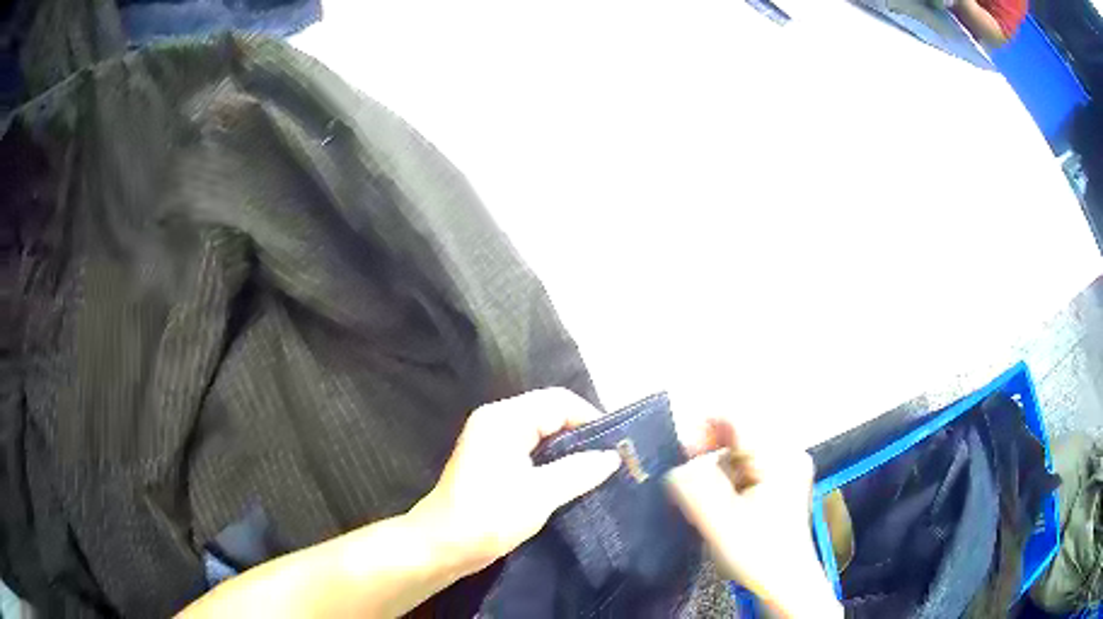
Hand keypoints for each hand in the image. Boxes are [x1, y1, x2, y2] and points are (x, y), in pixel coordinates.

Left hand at [409, 389, 621, 574]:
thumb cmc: (489, 516)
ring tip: (599, 469)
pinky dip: (553, 460)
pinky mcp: (492, 461)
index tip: (617, 445)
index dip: (590, 418)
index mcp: (504, 419)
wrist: (443, 546)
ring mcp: (492, 441)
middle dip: (581, 433)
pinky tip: (573, 479)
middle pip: (549, 413)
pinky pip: (531, 450)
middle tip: (612, 458)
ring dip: (569, 449)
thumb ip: (579, 471)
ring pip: (542, 433)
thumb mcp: (540, 494)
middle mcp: (497, 421)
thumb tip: (613, 457)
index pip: (558, 402)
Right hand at [667, 419, 840, 617]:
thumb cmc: (757, 554)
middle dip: (708, 454)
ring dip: (717, 469)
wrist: (784, 583)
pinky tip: (723, 502)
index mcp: (778, 457)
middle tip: (688, 480)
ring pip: (740, 452)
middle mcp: (787, 454)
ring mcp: (787, 468)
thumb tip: (675, 466)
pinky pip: (747, 467)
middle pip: (737, 435)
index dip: (701, 428)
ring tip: (707, 499)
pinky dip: (729, 478)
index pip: (735, 419)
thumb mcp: (719, 521)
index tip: (679, 452)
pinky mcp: (782, 482)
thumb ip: (694, 488)